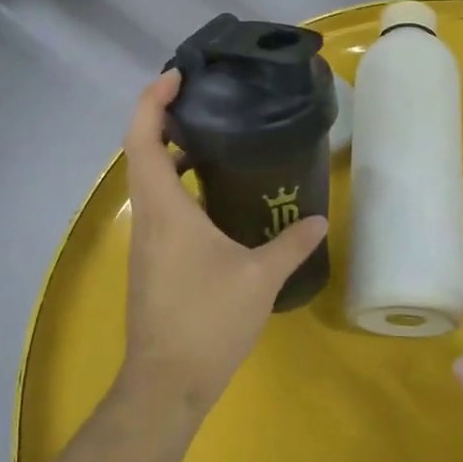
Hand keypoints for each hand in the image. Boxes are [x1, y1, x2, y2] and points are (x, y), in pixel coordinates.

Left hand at [118, 72, 328, 413]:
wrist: (167, 384)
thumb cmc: (208, 321)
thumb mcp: (260, 279)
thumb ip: (291, 244)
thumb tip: (320, 219)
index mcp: (165, 209)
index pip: (143, 139)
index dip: (153, 101)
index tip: (177, 77)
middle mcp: (148, 218)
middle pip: (141, 153)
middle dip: (165, 120)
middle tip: (204, 103)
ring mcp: (146, 242)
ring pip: (150, 182)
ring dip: (172, 155)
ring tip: (213, 142)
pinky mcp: (152, 263)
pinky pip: (159, 208)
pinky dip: (178, 187)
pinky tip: (215, 201)